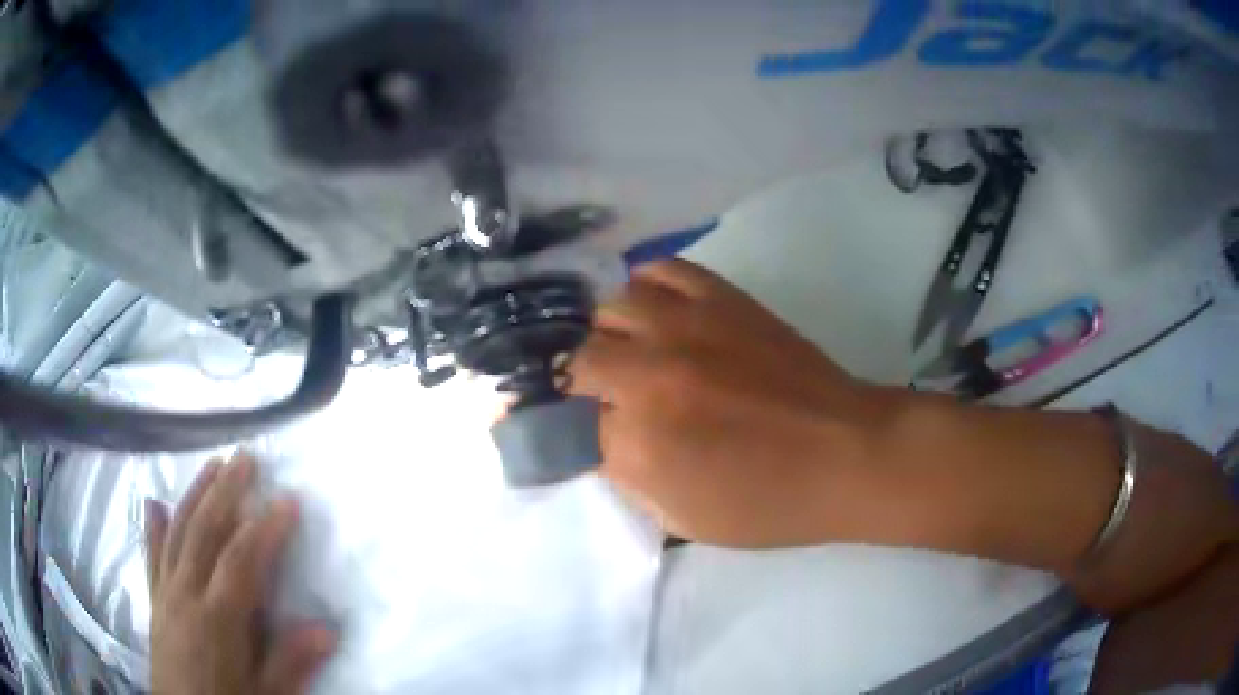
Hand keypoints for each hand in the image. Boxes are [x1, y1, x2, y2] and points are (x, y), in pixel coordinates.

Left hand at [145, 453, 334, 694]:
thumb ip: (292, 662)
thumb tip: (327, 629)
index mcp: (218, 619)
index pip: (241, 560)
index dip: (265, 528)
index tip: (288, 499)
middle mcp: (187, 593)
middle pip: (204, 531)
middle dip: (226, 491)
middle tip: (245, 457)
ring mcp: (166, 592)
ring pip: (178, 532)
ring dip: (195, 495)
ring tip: (212, 465)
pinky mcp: (155, 600)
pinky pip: (153, 555)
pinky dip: (153, 526)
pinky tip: (153, 502)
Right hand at [569, 259, 906, 547]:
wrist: (848, 454)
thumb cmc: (770, 503)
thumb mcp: (684, 519)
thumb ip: (626, 477)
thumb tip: (592, 440)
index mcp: (640, 442)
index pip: (559, 423)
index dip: (538, 423)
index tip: (528, 420)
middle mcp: (651, 374)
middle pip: (574, 358)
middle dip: (571, 381)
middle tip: (587, 394)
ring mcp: (687, 325)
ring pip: (608, 307)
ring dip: (605, 334)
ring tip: (623, 352)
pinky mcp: (722, 298)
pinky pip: (660, 271)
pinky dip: (644, 289)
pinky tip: (654, 313)